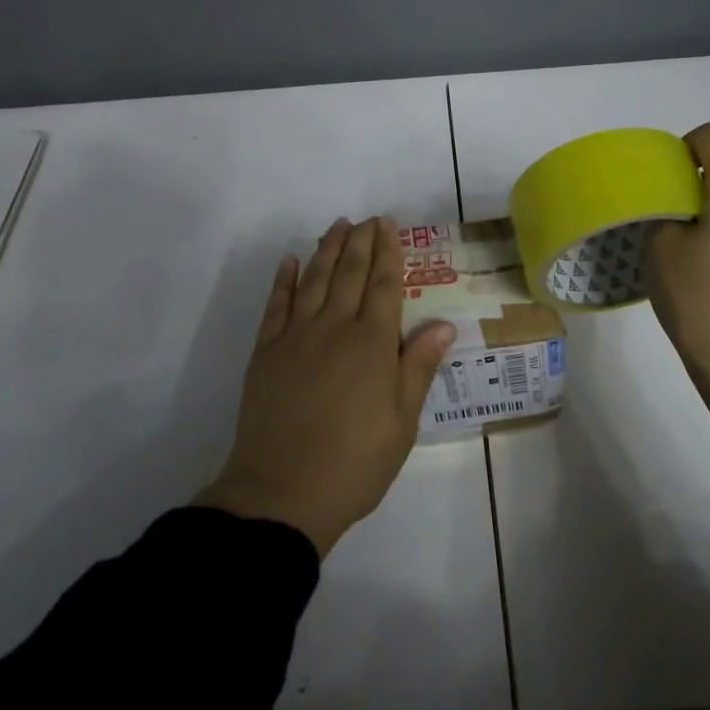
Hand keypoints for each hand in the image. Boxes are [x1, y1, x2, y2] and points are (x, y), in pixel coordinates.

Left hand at [194, 217, 457, 556]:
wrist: (283, 490)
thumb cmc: (355, 461)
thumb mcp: (402, 421)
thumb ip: (418, 366)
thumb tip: (443, 324)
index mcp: (372, 343)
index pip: (384, 285)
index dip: (388, 253)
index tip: (388, 226)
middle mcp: (334, 327)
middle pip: (349, 273)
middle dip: (360, 241)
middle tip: (367, 218)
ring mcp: (295, 336)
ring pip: (313, 280)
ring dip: (326, 249)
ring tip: (336, 226)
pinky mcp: (266, 351)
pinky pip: (276, 304)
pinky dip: (284, 279)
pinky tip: (290, 261)